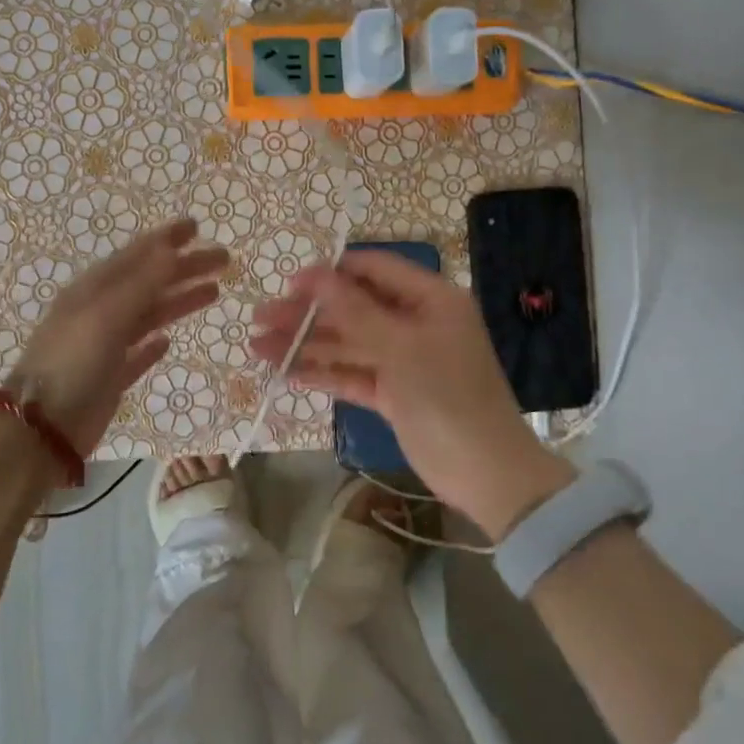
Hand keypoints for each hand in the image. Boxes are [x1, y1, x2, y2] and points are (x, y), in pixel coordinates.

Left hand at [7, 218, 226, 456]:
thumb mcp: (107, 314)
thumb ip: (142, 282)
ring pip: (149, 315)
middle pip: (149, 283)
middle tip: (222, 260)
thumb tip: (172, 247)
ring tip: (213, 293)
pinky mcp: (110, 378)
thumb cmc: (72, 363)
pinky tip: (169, 341)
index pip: (136, 255)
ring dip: (178, 301)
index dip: (166, 239)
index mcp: (94, 290)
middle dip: (184, 269)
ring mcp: (104, 346)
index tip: (197, 227)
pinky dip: (154, 344)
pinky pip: (137, 354)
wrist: (41, 430)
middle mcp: (99, 312)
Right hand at [250, 251, 569, 539]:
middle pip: (354, 307)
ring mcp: (403, 359)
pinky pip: (352, 374)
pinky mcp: (393, 393)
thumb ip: (355, 311)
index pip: (374, 270)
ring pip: (348, 343)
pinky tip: (285, 373)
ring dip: (306, 344)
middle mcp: (415, 322)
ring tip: (258, 347)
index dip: (331, 273)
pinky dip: (322, 373)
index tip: (288, 283)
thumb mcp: (401, 348)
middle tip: (261, 318)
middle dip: (307, 313)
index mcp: (430, 299)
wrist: (486, 473)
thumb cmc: (447, 397)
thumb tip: (316, 273)